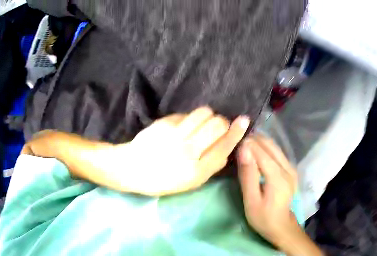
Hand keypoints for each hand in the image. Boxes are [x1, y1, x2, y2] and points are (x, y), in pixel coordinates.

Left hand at [113, 107, 249, 195]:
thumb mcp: (189, 183)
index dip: (236, 132)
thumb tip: (226, 151)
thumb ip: (210, 168)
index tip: (243, 121)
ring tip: (202, 123)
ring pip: (204, 113)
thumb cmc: (162, 180)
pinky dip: (190, 118)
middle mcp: (188, 151)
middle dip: (222, 123)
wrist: (132, 168)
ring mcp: (175, 135)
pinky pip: (186, 114)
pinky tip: (184, 126)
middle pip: (217, 125)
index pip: (224, 146)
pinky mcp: (164, 123)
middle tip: (218, 127)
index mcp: (196, 171)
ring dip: (208, 116)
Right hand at [238, 135, 298, 247]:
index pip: (262, 152)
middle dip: (253, 140)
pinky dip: (265, 148)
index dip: (248, 145)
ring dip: (259, 142)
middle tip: (237, 143)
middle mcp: (288, 169)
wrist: (281, 226)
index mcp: (278, 177)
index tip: (233, 142)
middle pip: (270, 145)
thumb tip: (244, 149)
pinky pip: (277, 152)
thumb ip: (248, 175)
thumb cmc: (263, 217)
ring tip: (244, 145)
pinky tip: (255, 151)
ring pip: (274, 146)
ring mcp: (291, 168)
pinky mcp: (290, 170)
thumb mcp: (251, 200)